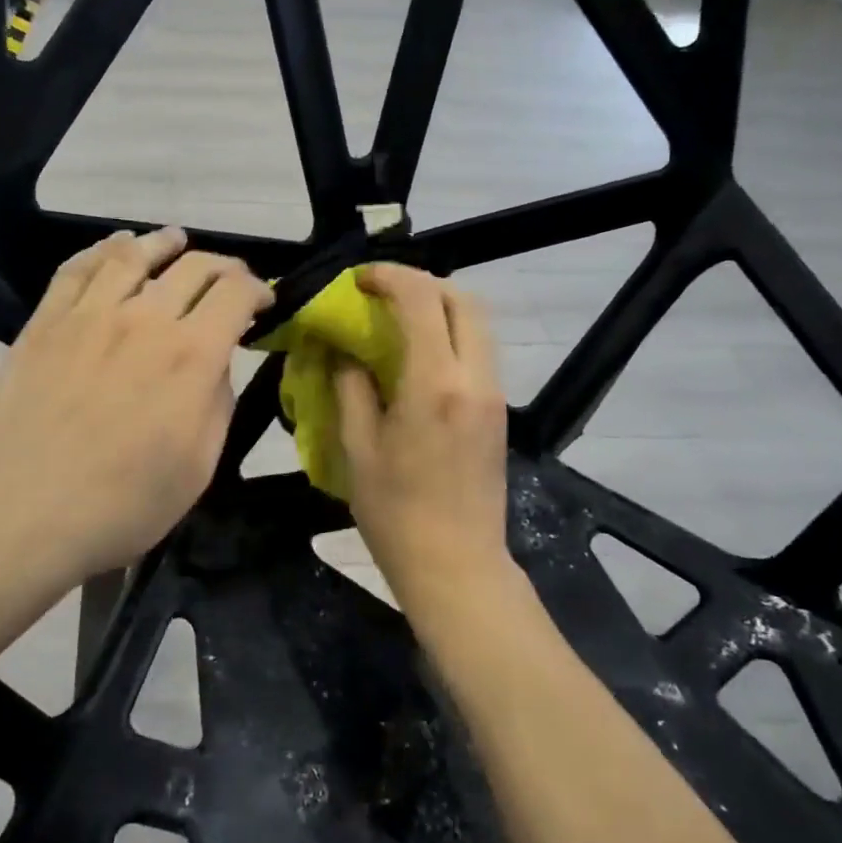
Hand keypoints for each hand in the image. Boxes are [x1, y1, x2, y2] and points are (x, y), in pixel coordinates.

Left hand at [0, 227, 271, 586]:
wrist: (15, 514)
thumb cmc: (119, 505)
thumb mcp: (197, 467)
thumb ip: (216, 404)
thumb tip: (216, 364)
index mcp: (191, 355)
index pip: (236, 294)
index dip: (258, 290)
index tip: (264, 303)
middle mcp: (144, 319)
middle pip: (192, 266)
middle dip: (223, 266)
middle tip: (231, 278)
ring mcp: (89, 315)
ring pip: (134, 255)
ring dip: (165, 244)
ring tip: (176, 241)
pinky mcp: (45, 322)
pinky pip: (77, 268)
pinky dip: (103, 248)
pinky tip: (115, 247)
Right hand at [334, 264, 512, 609]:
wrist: (457, 566)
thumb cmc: (396, 514)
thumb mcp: (358, 448)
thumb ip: (350, 387)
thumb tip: (342, 350)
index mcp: (434, 385)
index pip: (421, 300)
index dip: (389, 276)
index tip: (359, 279)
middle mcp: (474, 378)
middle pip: (463, 299)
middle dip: (422, 283)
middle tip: (382, 293)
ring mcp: (493, 394)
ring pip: (477, 323)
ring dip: (440, 306)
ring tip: (398, 319)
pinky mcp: (498, 410)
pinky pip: (479, 350)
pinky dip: (451, 334)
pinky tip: (418, 355)